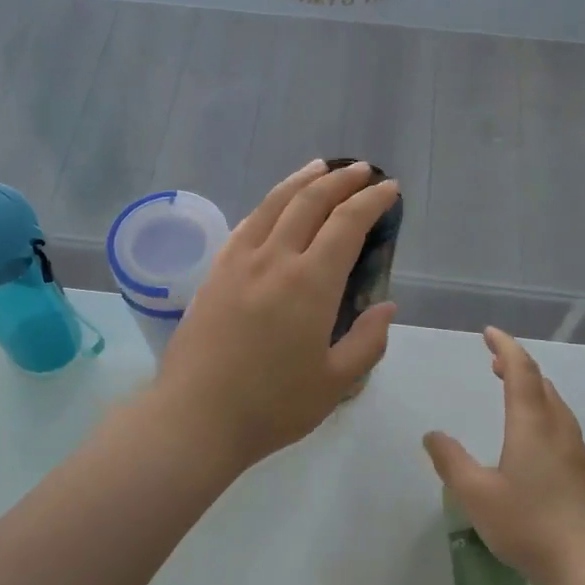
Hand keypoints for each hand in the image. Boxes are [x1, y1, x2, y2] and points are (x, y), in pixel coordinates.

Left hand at [154, 160, 398, 471]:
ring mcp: (238, 263)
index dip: (371, 201)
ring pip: (273, 204)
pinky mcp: (214, 274)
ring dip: (301, 180)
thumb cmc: (272, 406)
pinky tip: (273, 206)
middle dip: (340, 180)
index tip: (388, 189)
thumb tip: (387, 306)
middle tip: (362, 171)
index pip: (346, 224)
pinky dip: (267, 205)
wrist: (196, 417)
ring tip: (321, 167)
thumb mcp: (335, 383)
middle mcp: (274, 260)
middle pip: (309, 202)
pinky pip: (245, 225)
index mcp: (311, 284)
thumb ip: (367, 341)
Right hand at [423, 328, 584, 584]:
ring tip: (510, 390)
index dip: (505, 347)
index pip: (521, 371)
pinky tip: (532, 437)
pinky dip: (542, 411)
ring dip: (532, 388)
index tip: (489, 333)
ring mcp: (577, 452)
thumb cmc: (532, 527)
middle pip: (541, 383)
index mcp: (532, 425)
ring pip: (555, 404)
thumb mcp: (478, 495)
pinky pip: (561, 425)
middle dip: (518, 365)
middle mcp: (559, 429)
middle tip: (494, 361)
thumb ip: (451, 462)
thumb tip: (432, 434)